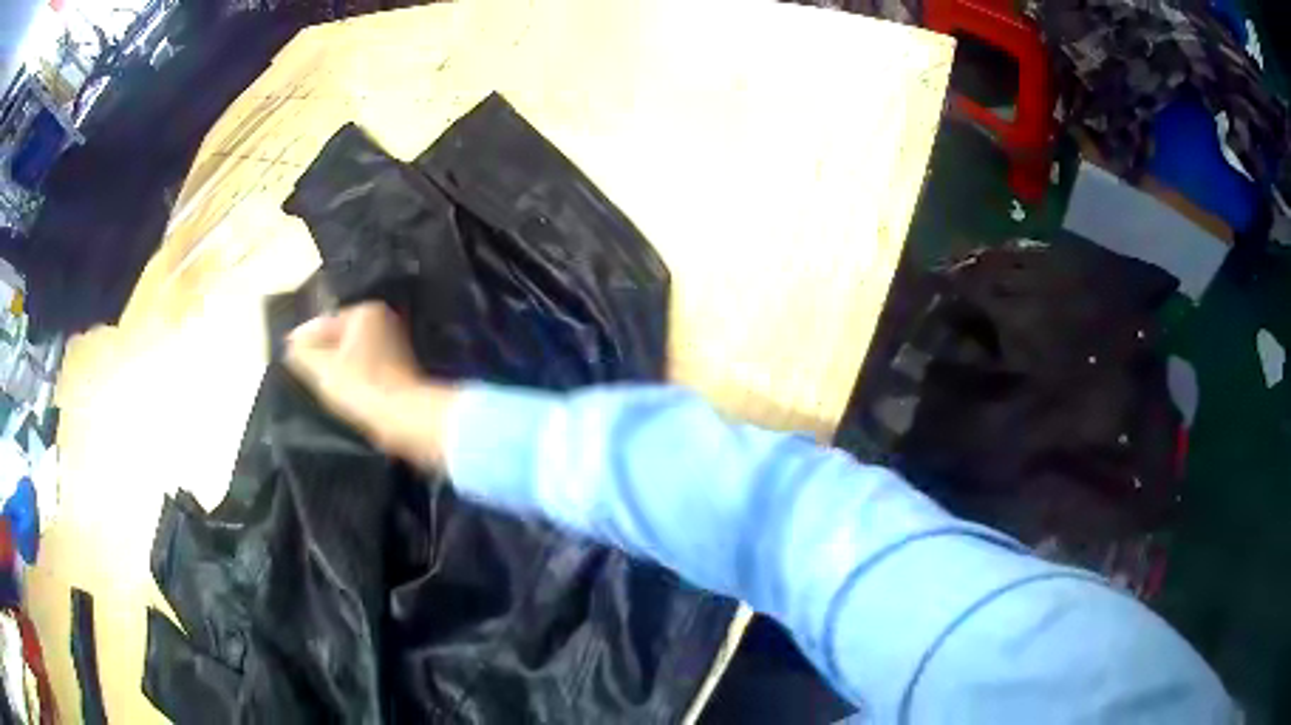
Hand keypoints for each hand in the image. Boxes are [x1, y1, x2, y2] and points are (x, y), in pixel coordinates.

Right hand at [285, 302, 456, 467]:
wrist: (404, 417)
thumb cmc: (360, 386)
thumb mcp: (321, 367)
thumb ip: (302, 352)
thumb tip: (292, 344)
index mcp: (365, 312)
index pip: (324, 323)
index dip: (305, 340)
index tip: (290, 354)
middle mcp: (383, 321)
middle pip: (340, 338)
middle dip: (322, 353)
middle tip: (303, 370)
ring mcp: (395, 345)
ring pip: (353, 355)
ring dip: (337, 368)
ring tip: (321, 384)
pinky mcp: (400, 370)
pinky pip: (366, 370)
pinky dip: (354, 378)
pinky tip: (343, 394)